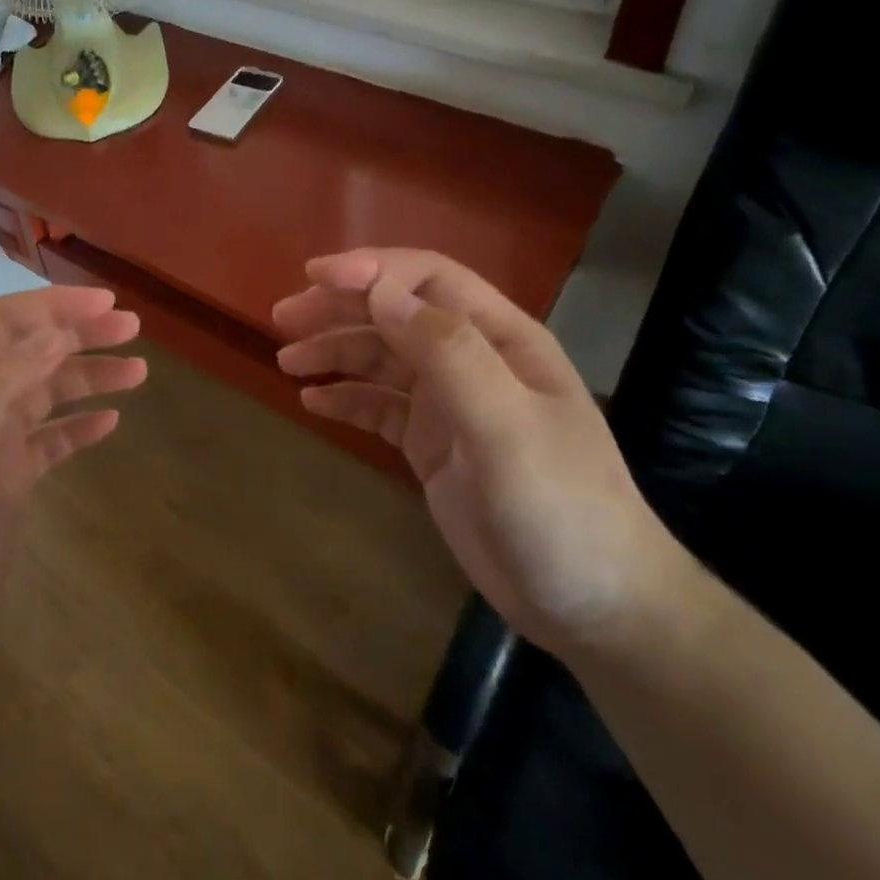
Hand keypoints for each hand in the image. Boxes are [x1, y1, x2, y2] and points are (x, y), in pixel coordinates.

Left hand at [0, 286, 144, 683]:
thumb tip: (53, 335)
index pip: (1, 323)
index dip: (53, 306)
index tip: (106, 303)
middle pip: (30, 351)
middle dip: (80, 334)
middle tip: (132, 329)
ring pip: (45, 393)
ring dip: (88, 376)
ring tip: (138, 372)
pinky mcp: (4, 483)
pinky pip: (50, 440)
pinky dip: (79, 426)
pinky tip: (110, 423)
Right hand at [272, 248, 690, 658]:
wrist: (596, 609)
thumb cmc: (561, 509)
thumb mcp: (506, 427)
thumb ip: (447, 354)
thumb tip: (379, 292)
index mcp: (501, 340)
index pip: (429, 279)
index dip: (372, 270)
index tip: (314, 277)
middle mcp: (474, 361)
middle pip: (396, 314)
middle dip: (340, 308)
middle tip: (283, 318)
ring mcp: (451, 405)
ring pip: (382, 360)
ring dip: (334, 352)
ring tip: (287, 361)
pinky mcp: (432, 446)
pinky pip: (379, 408)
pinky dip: (345, 399)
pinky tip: (313, 403)